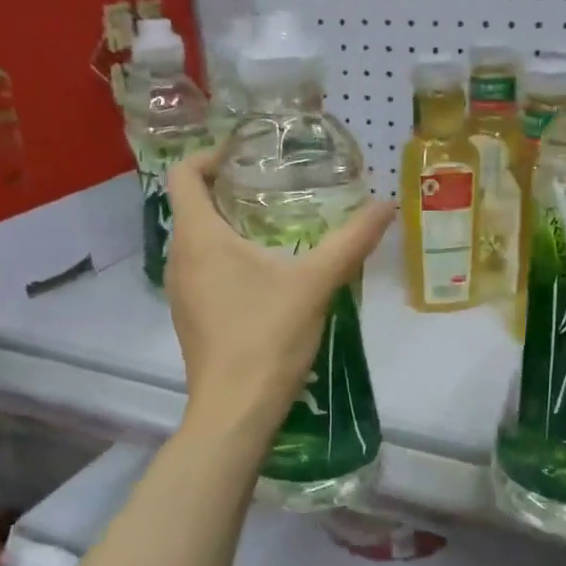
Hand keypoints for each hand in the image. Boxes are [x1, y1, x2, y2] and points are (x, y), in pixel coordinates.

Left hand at [164, 148, 394, 437]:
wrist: (235, 411)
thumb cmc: (267, 337)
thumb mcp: (316, 283)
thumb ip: (351, 241)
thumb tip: (386, 205)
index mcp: (198, 237)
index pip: (184, 174)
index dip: (211, 155)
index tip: (248, 154)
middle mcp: (179, 258)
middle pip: (191, 204)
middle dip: (227, 188)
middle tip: (273, 185)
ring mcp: (179, 290)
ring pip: (196, 239)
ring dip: (227, 224)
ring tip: (274, 224)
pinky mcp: (190, 315)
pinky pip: (201, 268)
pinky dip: (225, 256)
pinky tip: (265, 274)